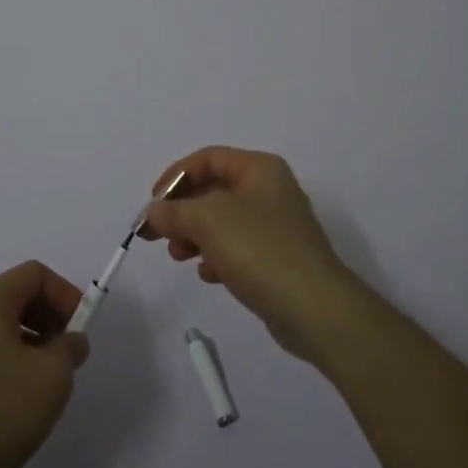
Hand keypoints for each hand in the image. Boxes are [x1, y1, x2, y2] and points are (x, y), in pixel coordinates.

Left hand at [0, 261, 90, 467]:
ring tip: (46, 379)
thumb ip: (69, 349)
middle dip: (48, 317)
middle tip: (68, 352)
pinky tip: (17, 397)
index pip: (34, 274)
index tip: (80, 329)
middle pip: (15, 295)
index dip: (65, 294)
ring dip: (30, 340)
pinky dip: (7, 358)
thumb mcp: (52, 378)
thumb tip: (70, 341)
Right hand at [138, 147, 365, 363]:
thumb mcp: (208, 220)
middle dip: (183, 211)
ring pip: (223, 221)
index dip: (176, 176)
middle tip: (161, 235)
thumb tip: (153, 212)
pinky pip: (237, 248)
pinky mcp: (277, 259)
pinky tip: (209, 275)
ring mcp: (276, 226)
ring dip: (195, 235)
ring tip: (180, 257)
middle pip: (213, 190)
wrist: (314, 308)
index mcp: (259, 169)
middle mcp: (270, 190)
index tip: (154, 203)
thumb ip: (174, 211)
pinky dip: (217, 256)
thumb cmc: (260, 249)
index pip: (208, 158)